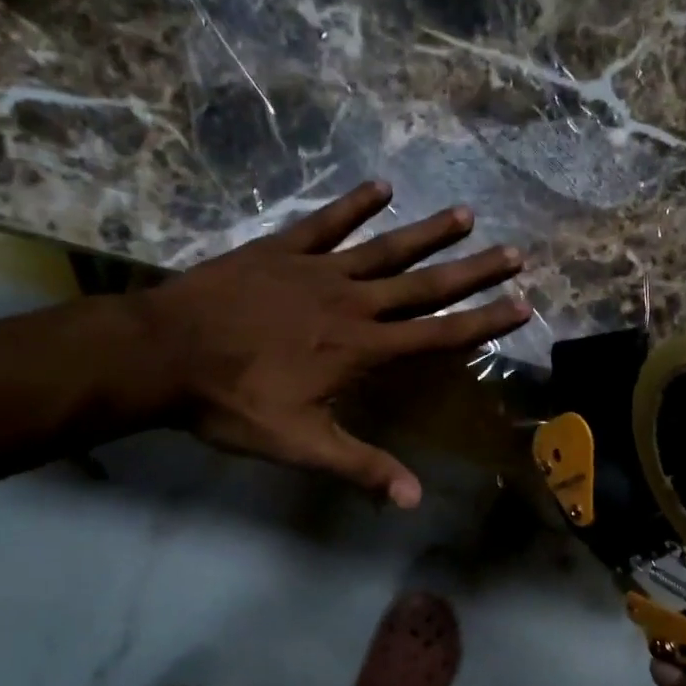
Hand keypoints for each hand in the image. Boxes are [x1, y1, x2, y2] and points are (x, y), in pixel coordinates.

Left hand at [137, 181, 529, 508]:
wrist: (164, 354)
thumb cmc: (233, 403)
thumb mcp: (300, 444)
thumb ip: (360, 467)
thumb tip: (414, 500)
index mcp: (362, 349)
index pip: (438, 335)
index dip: (484, 322)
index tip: (522, 305)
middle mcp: (352, 303)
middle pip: (425, 285)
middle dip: (474, 271)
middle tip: (515, 253)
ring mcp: (317, 271)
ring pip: (386, 248)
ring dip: (428, 233)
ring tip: (466, 216)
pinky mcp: (281, 250)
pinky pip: (326, 223)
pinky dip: (354, 204)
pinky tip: (382, 186)